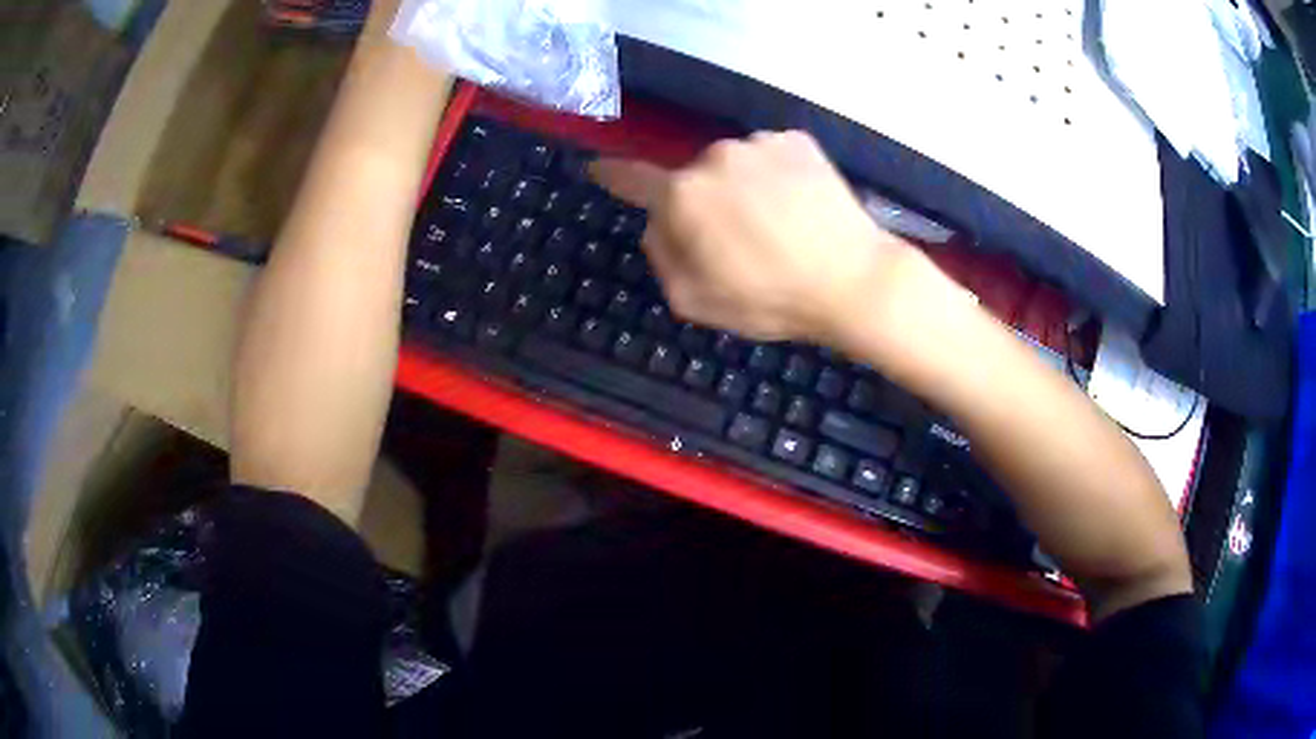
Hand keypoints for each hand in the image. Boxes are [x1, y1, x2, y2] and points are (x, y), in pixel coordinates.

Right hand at [591, 131, 929, 349]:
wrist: (853, 280)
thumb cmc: (770, 298)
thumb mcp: (695, 300)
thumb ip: (661, 256)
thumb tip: (656, 224)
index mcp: (683, 196)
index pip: (633, 180)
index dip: (612, 175)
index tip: (596, 166)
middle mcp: (715, 157)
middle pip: (693, 179)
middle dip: (704, 204)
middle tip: (740, 242)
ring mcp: (759, 143)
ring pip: (735, 165)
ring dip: (743, 188)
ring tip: (778, 225)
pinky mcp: (798, 140)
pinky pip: (771, 156)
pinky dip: (777, 176)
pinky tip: (799, 206)